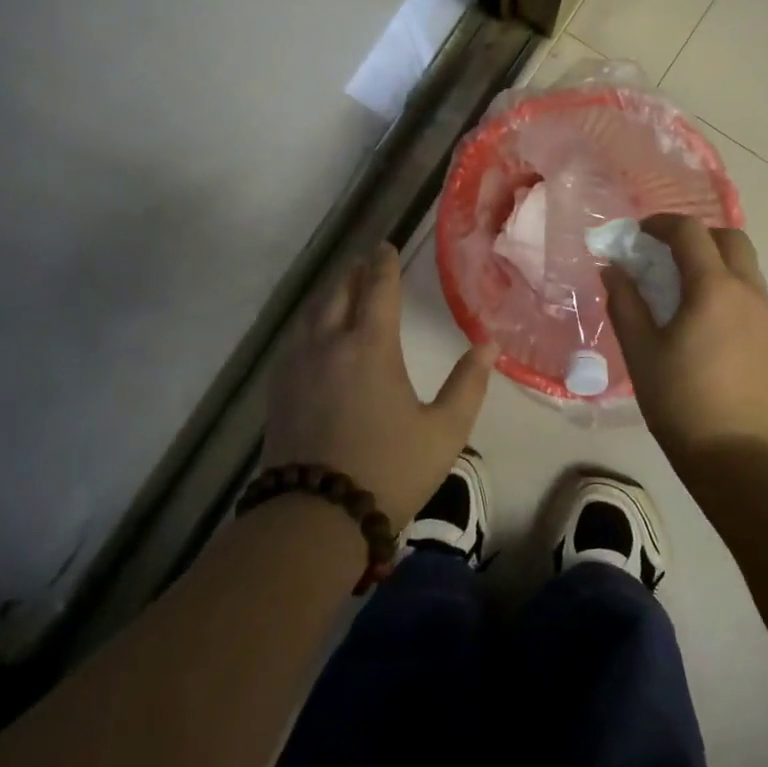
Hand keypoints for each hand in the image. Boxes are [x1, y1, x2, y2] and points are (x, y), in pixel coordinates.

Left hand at [263, 243, 494, 528]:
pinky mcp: (278, 389)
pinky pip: (295, 338)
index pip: (377, 288)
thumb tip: (489, 344)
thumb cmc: (388, 470)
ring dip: (330, 295)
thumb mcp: (443, 432)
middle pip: (339, 292)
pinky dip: (311, 323)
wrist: (313, 520)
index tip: (386, 246)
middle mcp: (329, 343)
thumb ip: (468, 384)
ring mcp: (297, 365)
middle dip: (354, 273)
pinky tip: (316, 335)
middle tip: (366, 264)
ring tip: (344, 292)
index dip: (383, 264)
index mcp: (370, 346)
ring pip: (312, 313)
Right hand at [603, 215, 767, 466]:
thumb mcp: (640, 350)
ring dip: (714, 259)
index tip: (638, 235)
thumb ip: (625, 302)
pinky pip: (752, 292)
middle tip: (665, 254)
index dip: (661, 224)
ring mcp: (767, 315)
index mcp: (713, 288)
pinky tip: (705, 317)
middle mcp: (748, 292)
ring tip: (683, 286)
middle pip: (730, 238)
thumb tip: (613, 268)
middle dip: (696, 235)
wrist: (738, 457)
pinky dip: (728, 285)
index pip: (690, 232)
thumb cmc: (680, 401)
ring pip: (746, 265)